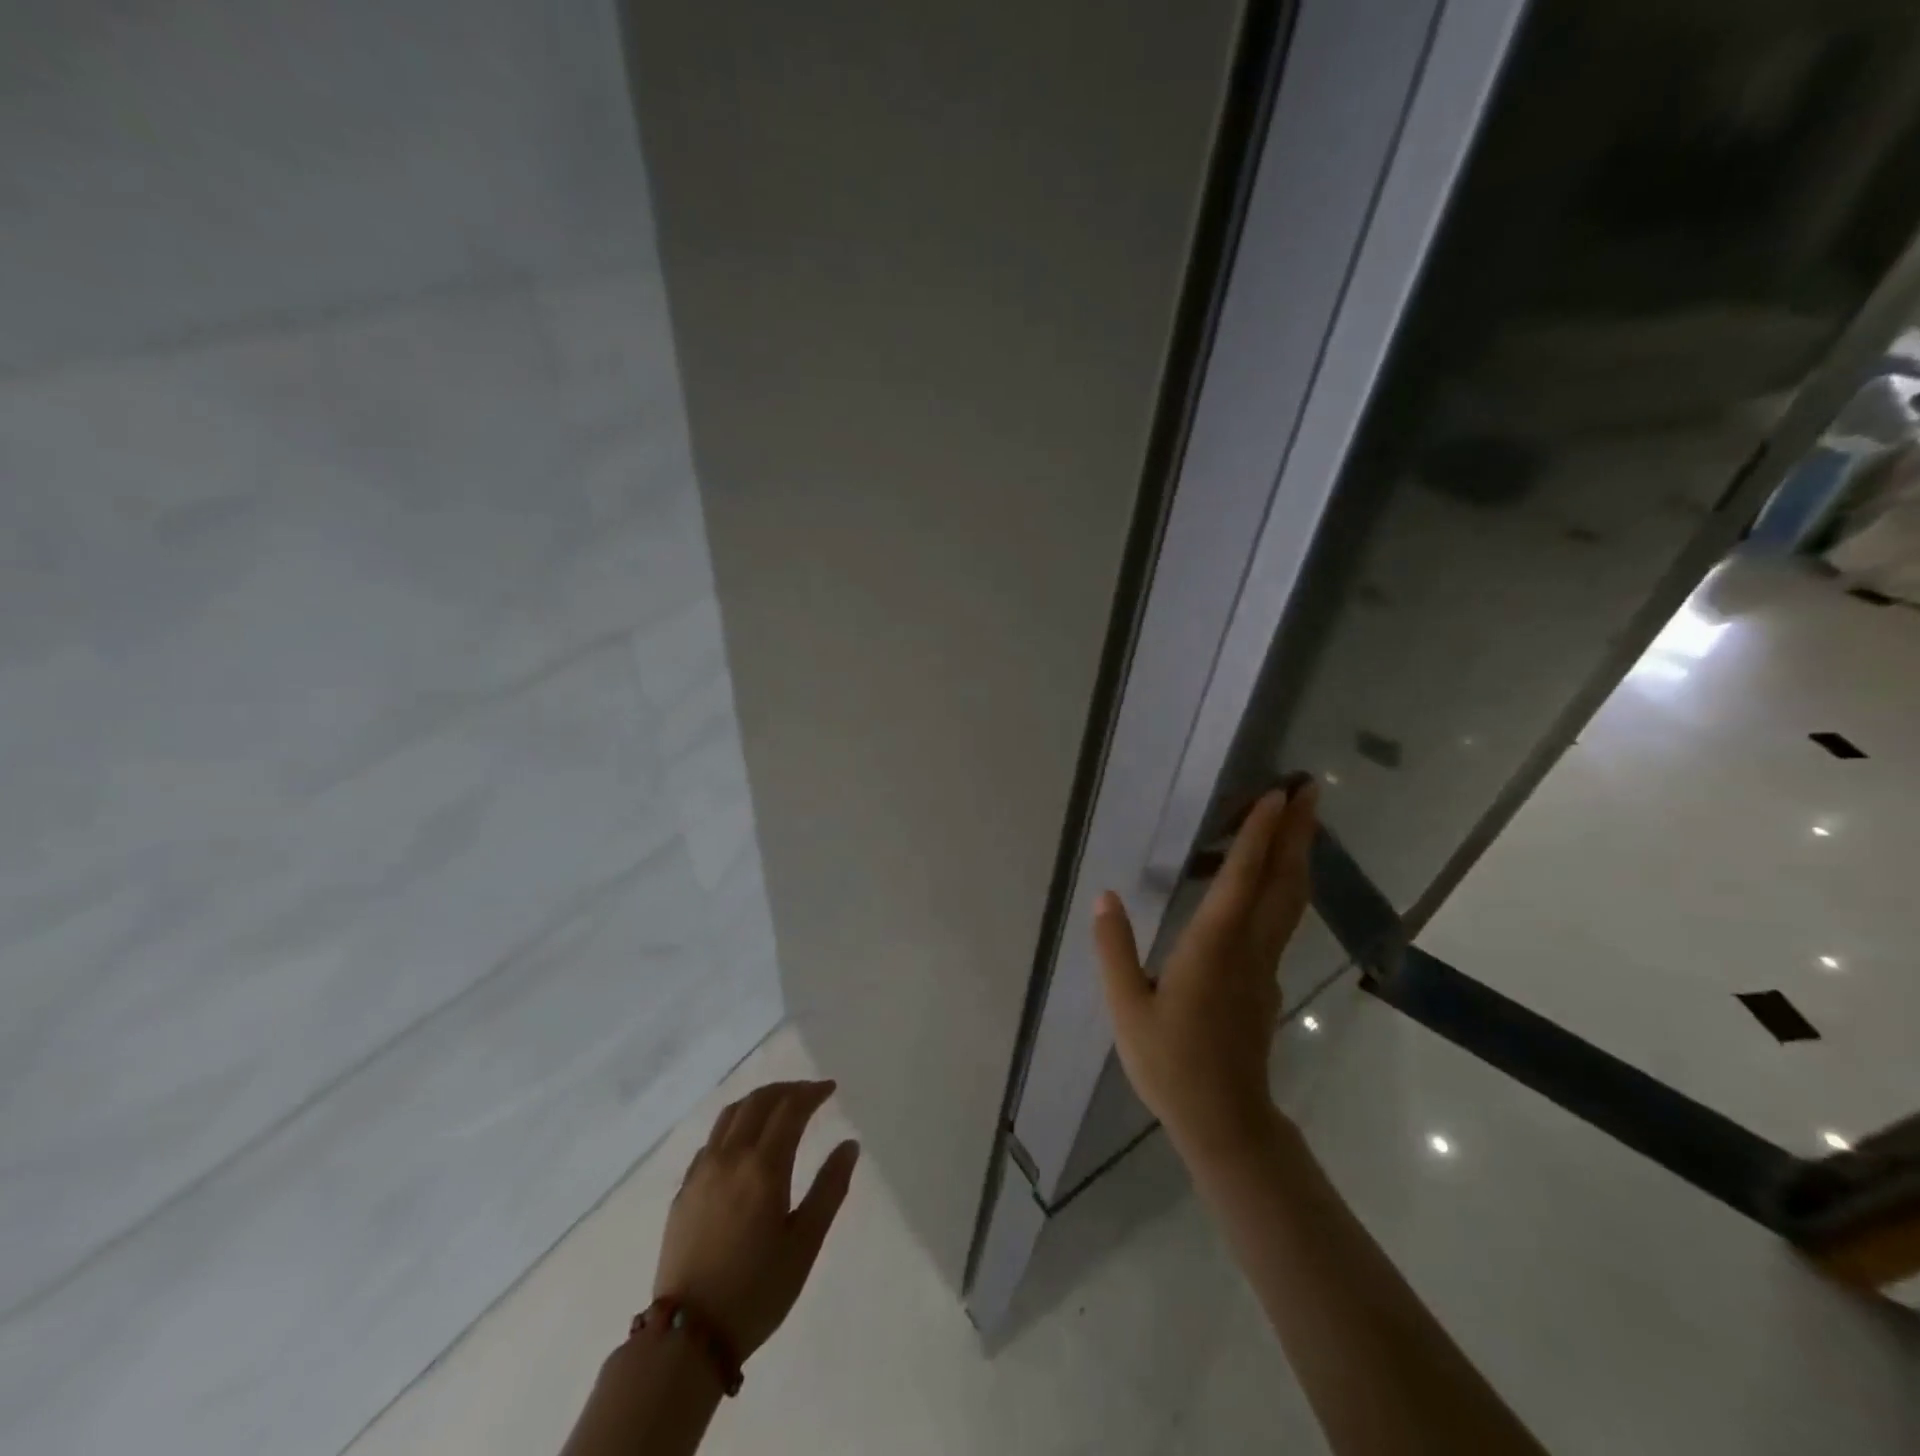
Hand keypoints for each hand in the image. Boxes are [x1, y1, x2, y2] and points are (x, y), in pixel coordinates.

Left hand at [655, 1080, 859, 1360]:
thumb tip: (849, 1145)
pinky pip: (712, 1139)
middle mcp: (730, 1157)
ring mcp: (702, 1171)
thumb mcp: (804, 1244)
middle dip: (787, 1090)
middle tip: (809, 1093)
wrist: (687, 1337)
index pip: (790, 1109)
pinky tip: (742, 1141)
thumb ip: (829, 1189)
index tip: (830, 1089)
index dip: (811, 1093)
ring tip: (778, 1105)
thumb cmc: (756, 1291)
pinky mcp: (684, 1190)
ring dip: (758, 1100)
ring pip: (731, 1114)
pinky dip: (734, 1124)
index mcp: (763, 1167)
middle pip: (759, 1101)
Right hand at [1095, 781, 1317, 1163]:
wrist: (1226, 1121)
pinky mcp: (1268, 981)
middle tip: (1310, 788)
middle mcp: (1249, 947)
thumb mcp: (1127, 1007)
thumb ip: (1114, 949)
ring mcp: (1265, 965)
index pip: (1242, 878)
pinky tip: (1269, 881)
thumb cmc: (1171, 1063)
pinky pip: (1281, 920)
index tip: (1277, 796)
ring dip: (1299, 854)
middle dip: (1299, 831)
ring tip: (1301, 820)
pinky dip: (1283, 886)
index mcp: (1213, 946)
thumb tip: (1105, 898)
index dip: (1260, 834)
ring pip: (1290, 899)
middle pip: (1283, 879)